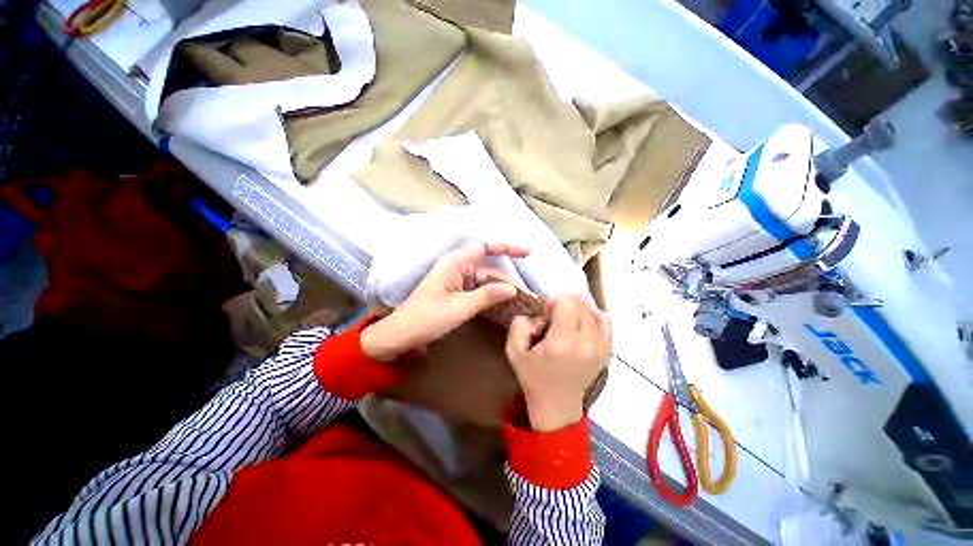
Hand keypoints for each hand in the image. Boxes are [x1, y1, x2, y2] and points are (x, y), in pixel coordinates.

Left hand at [360, 242, 528, 361]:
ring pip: (485, 281)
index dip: (506, 246)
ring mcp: (457, 282)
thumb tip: (513, 289)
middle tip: (527, 293)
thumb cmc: (427, 318)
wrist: (401, 335)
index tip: (527, 252)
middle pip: (488, 268)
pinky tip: (505, 305)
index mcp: (455, 263)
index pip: (484, 246)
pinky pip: (479, 291)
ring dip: (501, 290)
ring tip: (521, 301)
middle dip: (507, 278)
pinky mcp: (457, 294)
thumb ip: (487, 296)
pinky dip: (492, 297)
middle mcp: (457, 268)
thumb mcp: (460, 307)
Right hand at [505, 294, 610, 431]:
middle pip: (580, 303)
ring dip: (577, 308)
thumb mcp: (513, 350)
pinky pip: (604, 319)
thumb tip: (542, 312)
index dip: (554, 299)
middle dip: (564, 302)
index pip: (567, 303)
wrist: (557, 404)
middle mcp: (586, 343)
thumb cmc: (533, 376)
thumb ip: (520, 323)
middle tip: (553, 315)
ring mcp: (601, 346)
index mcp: (562, 344)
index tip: (545, 310)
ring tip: (566, 320)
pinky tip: (580, 323)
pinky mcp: (608, 349)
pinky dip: (591, 315)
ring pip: (593, 308)